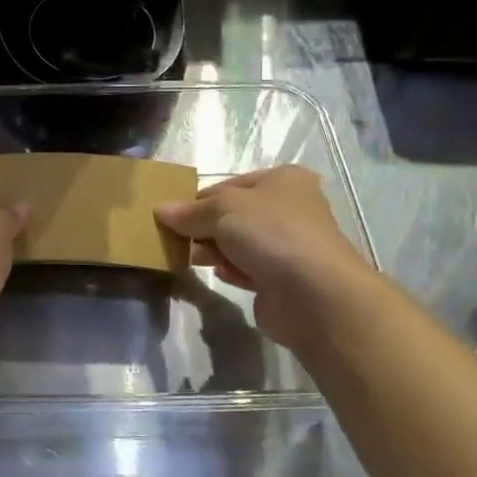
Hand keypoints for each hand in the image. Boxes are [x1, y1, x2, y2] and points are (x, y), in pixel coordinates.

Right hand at [156, 166, 372, 347]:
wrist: (316, 296)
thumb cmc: (271, 234)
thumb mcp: (222, 210)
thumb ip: (189, 211)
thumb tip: (160, 210)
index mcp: (283, 180)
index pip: (228, 185)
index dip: (198, 200)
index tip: (172, 217)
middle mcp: (290, 208)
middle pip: (233, 215)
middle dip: (204, 228)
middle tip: (176, 240)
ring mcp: (290, 245)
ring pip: (239, 243)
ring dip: (215, 250)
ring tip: (191, 258)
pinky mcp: (285, 279)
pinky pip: (249, 269)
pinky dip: (233, 271)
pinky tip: (222, 275)